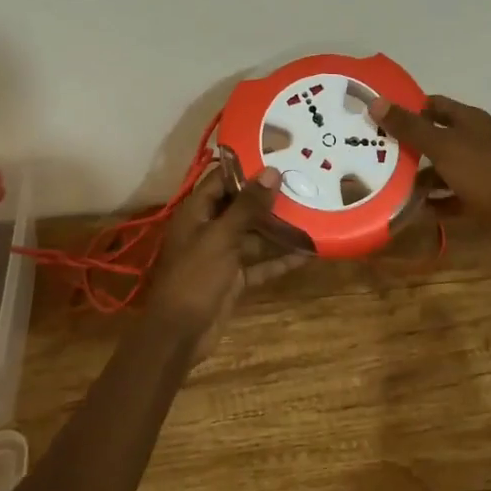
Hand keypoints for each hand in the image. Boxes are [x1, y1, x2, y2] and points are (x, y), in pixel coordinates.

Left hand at [145, 165, 300, 355]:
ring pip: (254, 235)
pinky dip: (280, 260)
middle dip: (269, 198)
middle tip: (303, 182)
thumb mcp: (221, 237)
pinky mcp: (234, 279)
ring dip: (278, 228)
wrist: (178, 334)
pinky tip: (307, 253)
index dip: (247, 167)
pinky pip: (260, 264)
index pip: (222, 180)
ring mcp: (222, 255)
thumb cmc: (194, 277)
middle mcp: (209, 229)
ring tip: (312, 213)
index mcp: (197, 212)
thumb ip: (247, 206)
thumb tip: (272, 172)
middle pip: (241, 206)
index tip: (278, 156)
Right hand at [369, 94, 490, 230]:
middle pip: (436, 137)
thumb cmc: (483, 172)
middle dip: (410, 145)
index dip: (408, 108)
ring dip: (421, 177)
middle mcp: (475, 141)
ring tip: (391, 184)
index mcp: (469, 121)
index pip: (434, 105)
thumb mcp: (442, 146)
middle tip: (377, 152)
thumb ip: (409, 127)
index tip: (381, 117)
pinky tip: (415, 209)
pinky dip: (435, 201)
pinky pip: (452, 196)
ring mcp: (480, 170)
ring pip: (443, 169)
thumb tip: (376, 102)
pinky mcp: (483, 197)